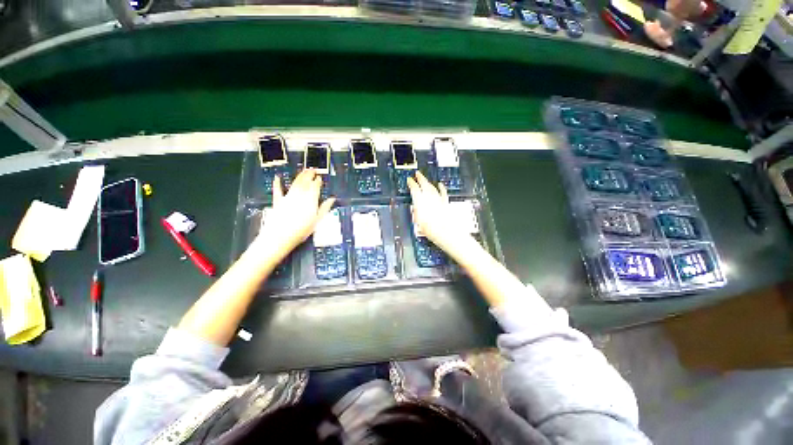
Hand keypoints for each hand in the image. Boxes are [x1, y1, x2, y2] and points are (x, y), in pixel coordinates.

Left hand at [256, 169, 334, 257]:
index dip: (318, 181)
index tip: (320, 177)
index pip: (315, 187)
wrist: (280, 236)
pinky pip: (277, 190)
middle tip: (312, 169)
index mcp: (310, 200)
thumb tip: (332, 199)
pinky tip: (277, 177)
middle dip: (309, 175)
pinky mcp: (278, 201)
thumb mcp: (317, 220)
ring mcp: (288, 197)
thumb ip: (325, 208)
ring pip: (295, 183)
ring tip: (303, 171)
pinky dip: (277, 183)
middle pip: (305, 182)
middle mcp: (299, 195)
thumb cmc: (301, 230)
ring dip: (299, 176)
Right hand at [407, 171, 469, 252]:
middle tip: (417, 173)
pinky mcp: (445, 202)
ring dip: (428, 182)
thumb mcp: (417, 222)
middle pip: (424, 184)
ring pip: (432, 187)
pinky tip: (440, 184)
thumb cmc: (430, 230)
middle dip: (420, 178)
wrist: (446, 233)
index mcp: (420, 201)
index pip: (414, 188)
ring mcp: (438, 199)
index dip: (411, 183)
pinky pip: (443, 192)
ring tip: (425, 178)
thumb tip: (415, 208)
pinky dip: (441, 188)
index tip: (409, 180)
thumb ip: (416, 212)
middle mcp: (429, 198)